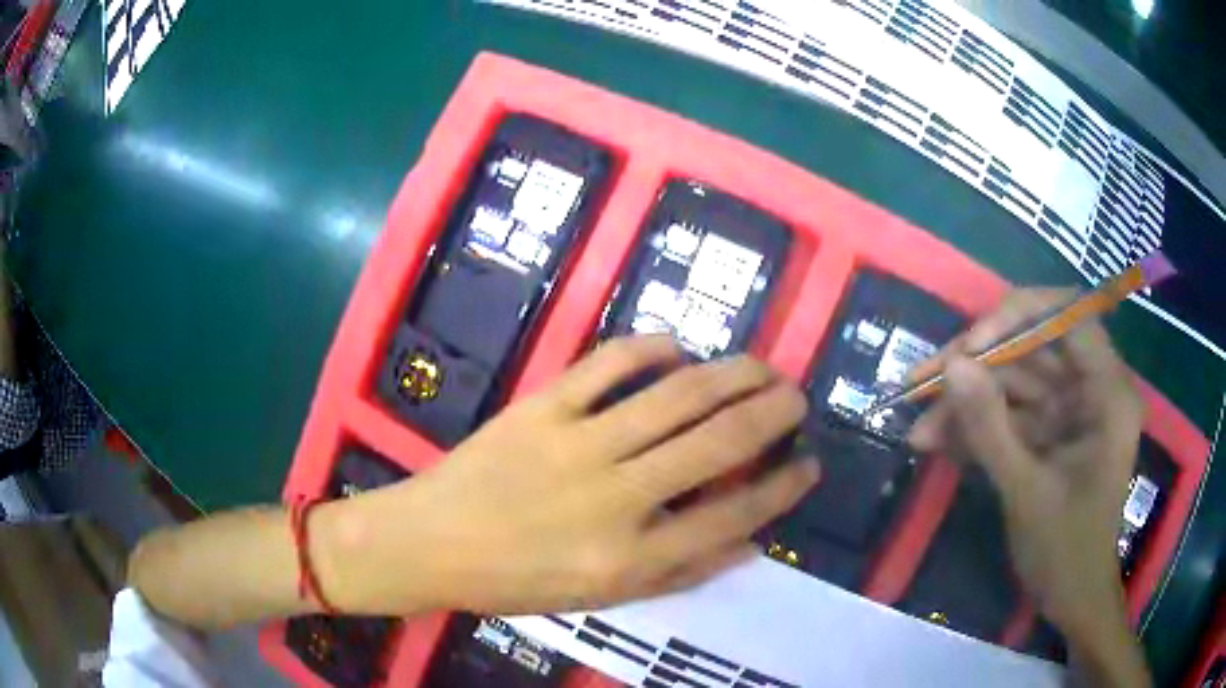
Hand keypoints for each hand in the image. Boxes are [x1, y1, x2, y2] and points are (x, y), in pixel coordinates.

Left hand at [318, 336, 819, 615]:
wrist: (432, 542)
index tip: (810, 465)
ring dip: (730, 375)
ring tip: (762, 366)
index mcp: (631, 557)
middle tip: (797, 397)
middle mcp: (616, 498)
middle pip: (716, 445)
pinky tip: (678, 348)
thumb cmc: (517, 581)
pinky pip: (608, 365)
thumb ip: (680, 571)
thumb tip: (748, 540)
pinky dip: (650, 349)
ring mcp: (577, 444)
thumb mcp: (604, 597)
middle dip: (770, 415)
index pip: (732, 516)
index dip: (782, 489)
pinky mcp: (542, 407)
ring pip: (675, 398)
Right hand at [907, 289, 1149, 685]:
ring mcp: (1071, 411)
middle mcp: (1092, 389)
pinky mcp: (1051, 433)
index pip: (1068, 316)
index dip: (1019, 317)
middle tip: (923, 384)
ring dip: (968, 404)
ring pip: (1015, 384)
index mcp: (1108, 392)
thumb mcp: (1026, 492)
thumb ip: (990, 428)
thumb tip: (952, 366)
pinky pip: (1012, 415)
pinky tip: (939, 444)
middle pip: (1032, 349)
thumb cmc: (1065, 551)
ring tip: (920, 430)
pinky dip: (977, 428)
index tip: (971, 345)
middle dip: (977, 368)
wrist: (1072, 600)